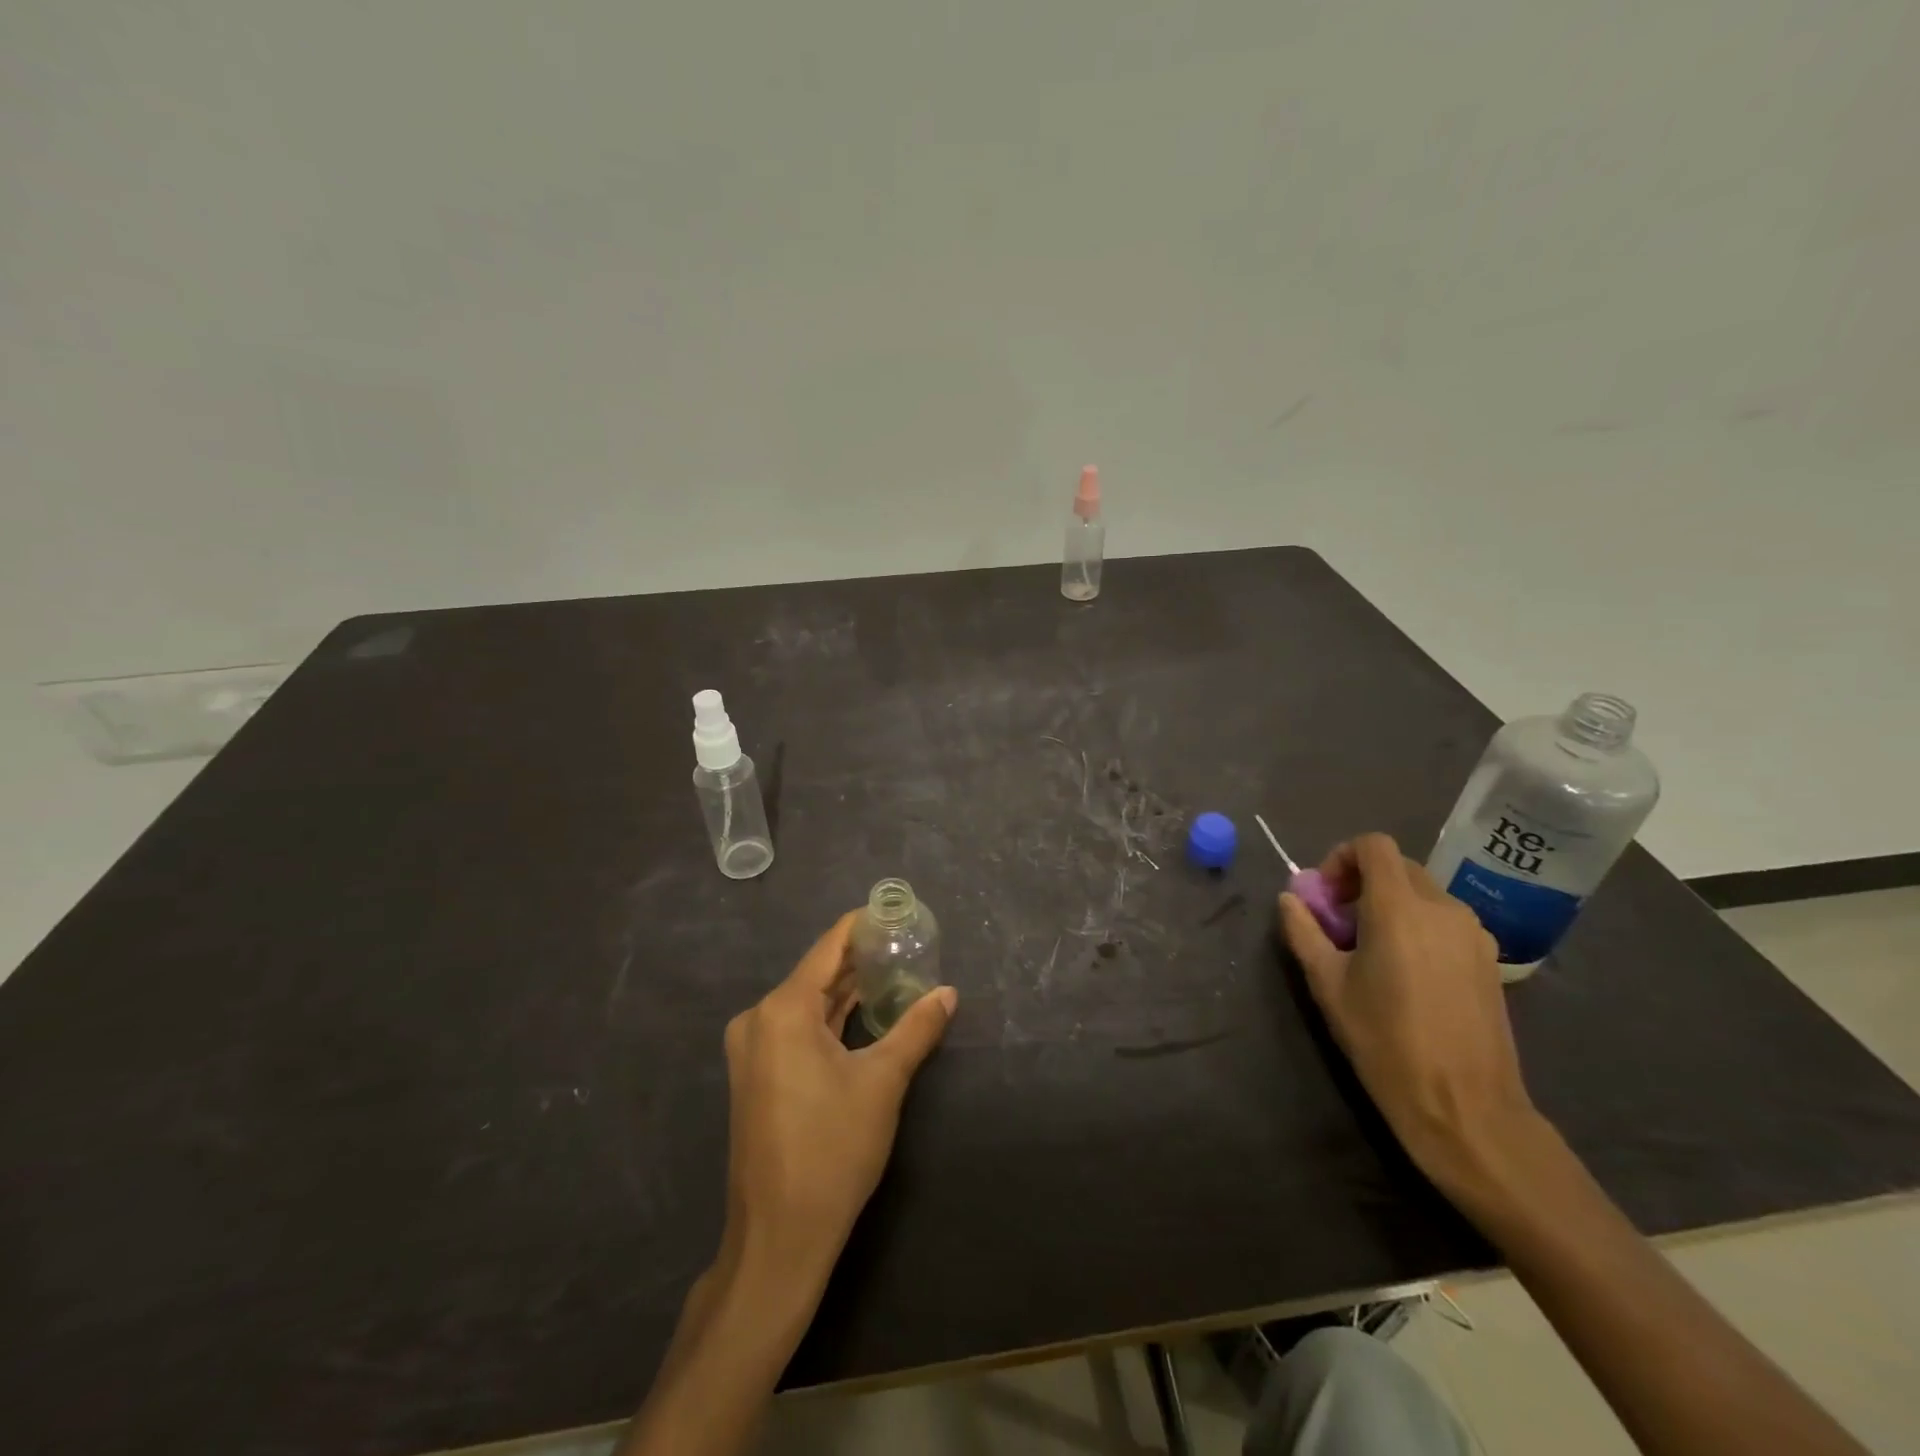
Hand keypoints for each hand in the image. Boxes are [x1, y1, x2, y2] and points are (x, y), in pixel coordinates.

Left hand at [719, 910, 956, 1282]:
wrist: (778, 1238)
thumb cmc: (832, 1151)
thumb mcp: (883, 1083)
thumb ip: (916, 1030)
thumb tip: (949, 993)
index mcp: (782, 1010)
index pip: (828, 948)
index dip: (862, 926)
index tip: (895, 911)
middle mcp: (759, 1019)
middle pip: (816, 973)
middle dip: (860, 959)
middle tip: (906, 942)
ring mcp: (753, 1049)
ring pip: (807, 1002)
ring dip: (846, 990)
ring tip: (894, 970)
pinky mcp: (757, 1075)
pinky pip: (797, 1028)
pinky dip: (830, 1018)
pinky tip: (864, 1012)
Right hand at [1278, 833, 1538, 1195]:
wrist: (1466, 1107)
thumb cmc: (1385, 1042)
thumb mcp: (1327, 985)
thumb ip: (1303, 932)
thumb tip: (1290, 899)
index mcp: (1399, 908)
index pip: (1374, 845)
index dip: (1342, 857)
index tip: (1325, 896)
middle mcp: (1443, 908)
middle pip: (1398, 867)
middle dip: (1363, 882)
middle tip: (1339, 924)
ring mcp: (1473, 934)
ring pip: (1423, 894)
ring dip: (1390, 904)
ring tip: (1371, 951)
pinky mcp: (1489, 960)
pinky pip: (1445, 921)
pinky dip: (1418, 926)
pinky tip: (1406, 973)